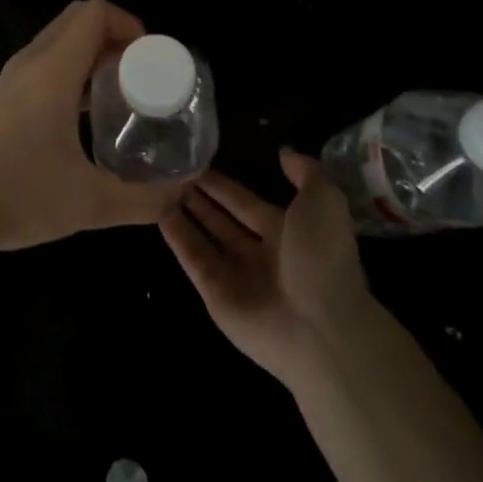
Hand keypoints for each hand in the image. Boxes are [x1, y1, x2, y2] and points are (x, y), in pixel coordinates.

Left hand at [0, 0, 183, 256]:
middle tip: (142, 75)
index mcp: (52, 70)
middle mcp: (30, 62)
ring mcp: (11, 79)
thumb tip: (181, 193)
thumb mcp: (88, 204)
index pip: (95, 13)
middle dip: (116, 36)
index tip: (152, 60)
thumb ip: (142, 200)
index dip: (130, 23)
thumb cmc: (15, 196)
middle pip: (78, 20)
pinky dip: (72, 70)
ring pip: (59, 42)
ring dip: (93, 54)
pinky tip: (86, 116)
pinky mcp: (1, 97)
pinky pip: (45, 63)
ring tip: (122, 94)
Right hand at [161, 150, 382, 390]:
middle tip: (171, 170)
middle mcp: (259, 253)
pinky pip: (192, 259)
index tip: (198, 160)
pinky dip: (176, 237)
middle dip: (199, 197)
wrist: (322, 329)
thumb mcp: (324, 202)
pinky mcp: (215, 295)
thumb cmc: (323, 259)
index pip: (245, 202)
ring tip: (158, 185)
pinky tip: (157, 212)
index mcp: (286, 232)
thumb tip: (284, 152)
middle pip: (221, 219)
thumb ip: (306, 173)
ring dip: (184, 213)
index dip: (223, 184)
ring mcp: (236, 276)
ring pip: (203, 237)